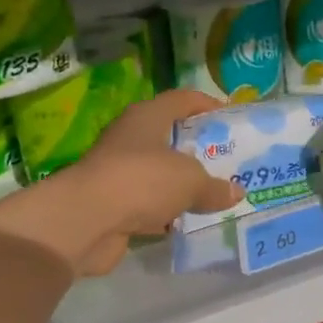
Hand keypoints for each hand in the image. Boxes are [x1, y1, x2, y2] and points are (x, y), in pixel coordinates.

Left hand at [55, 89, 241, 274]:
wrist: (86, 220)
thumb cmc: (142, 181)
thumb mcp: (190, 181)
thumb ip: (214, 187)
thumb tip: (236, 192)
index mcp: (147, 117)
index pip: (182, 100)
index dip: (207, 105)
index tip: (231, 117)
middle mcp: (130, 138)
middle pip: (170, 137)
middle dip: (197, 150)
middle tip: (228, 162)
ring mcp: (119, 172)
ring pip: (159, 174)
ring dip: (181, 185)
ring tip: (215, 194)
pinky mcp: (113, 204)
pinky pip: (148, 204)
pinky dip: (166, 212)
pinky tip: (188, 222)